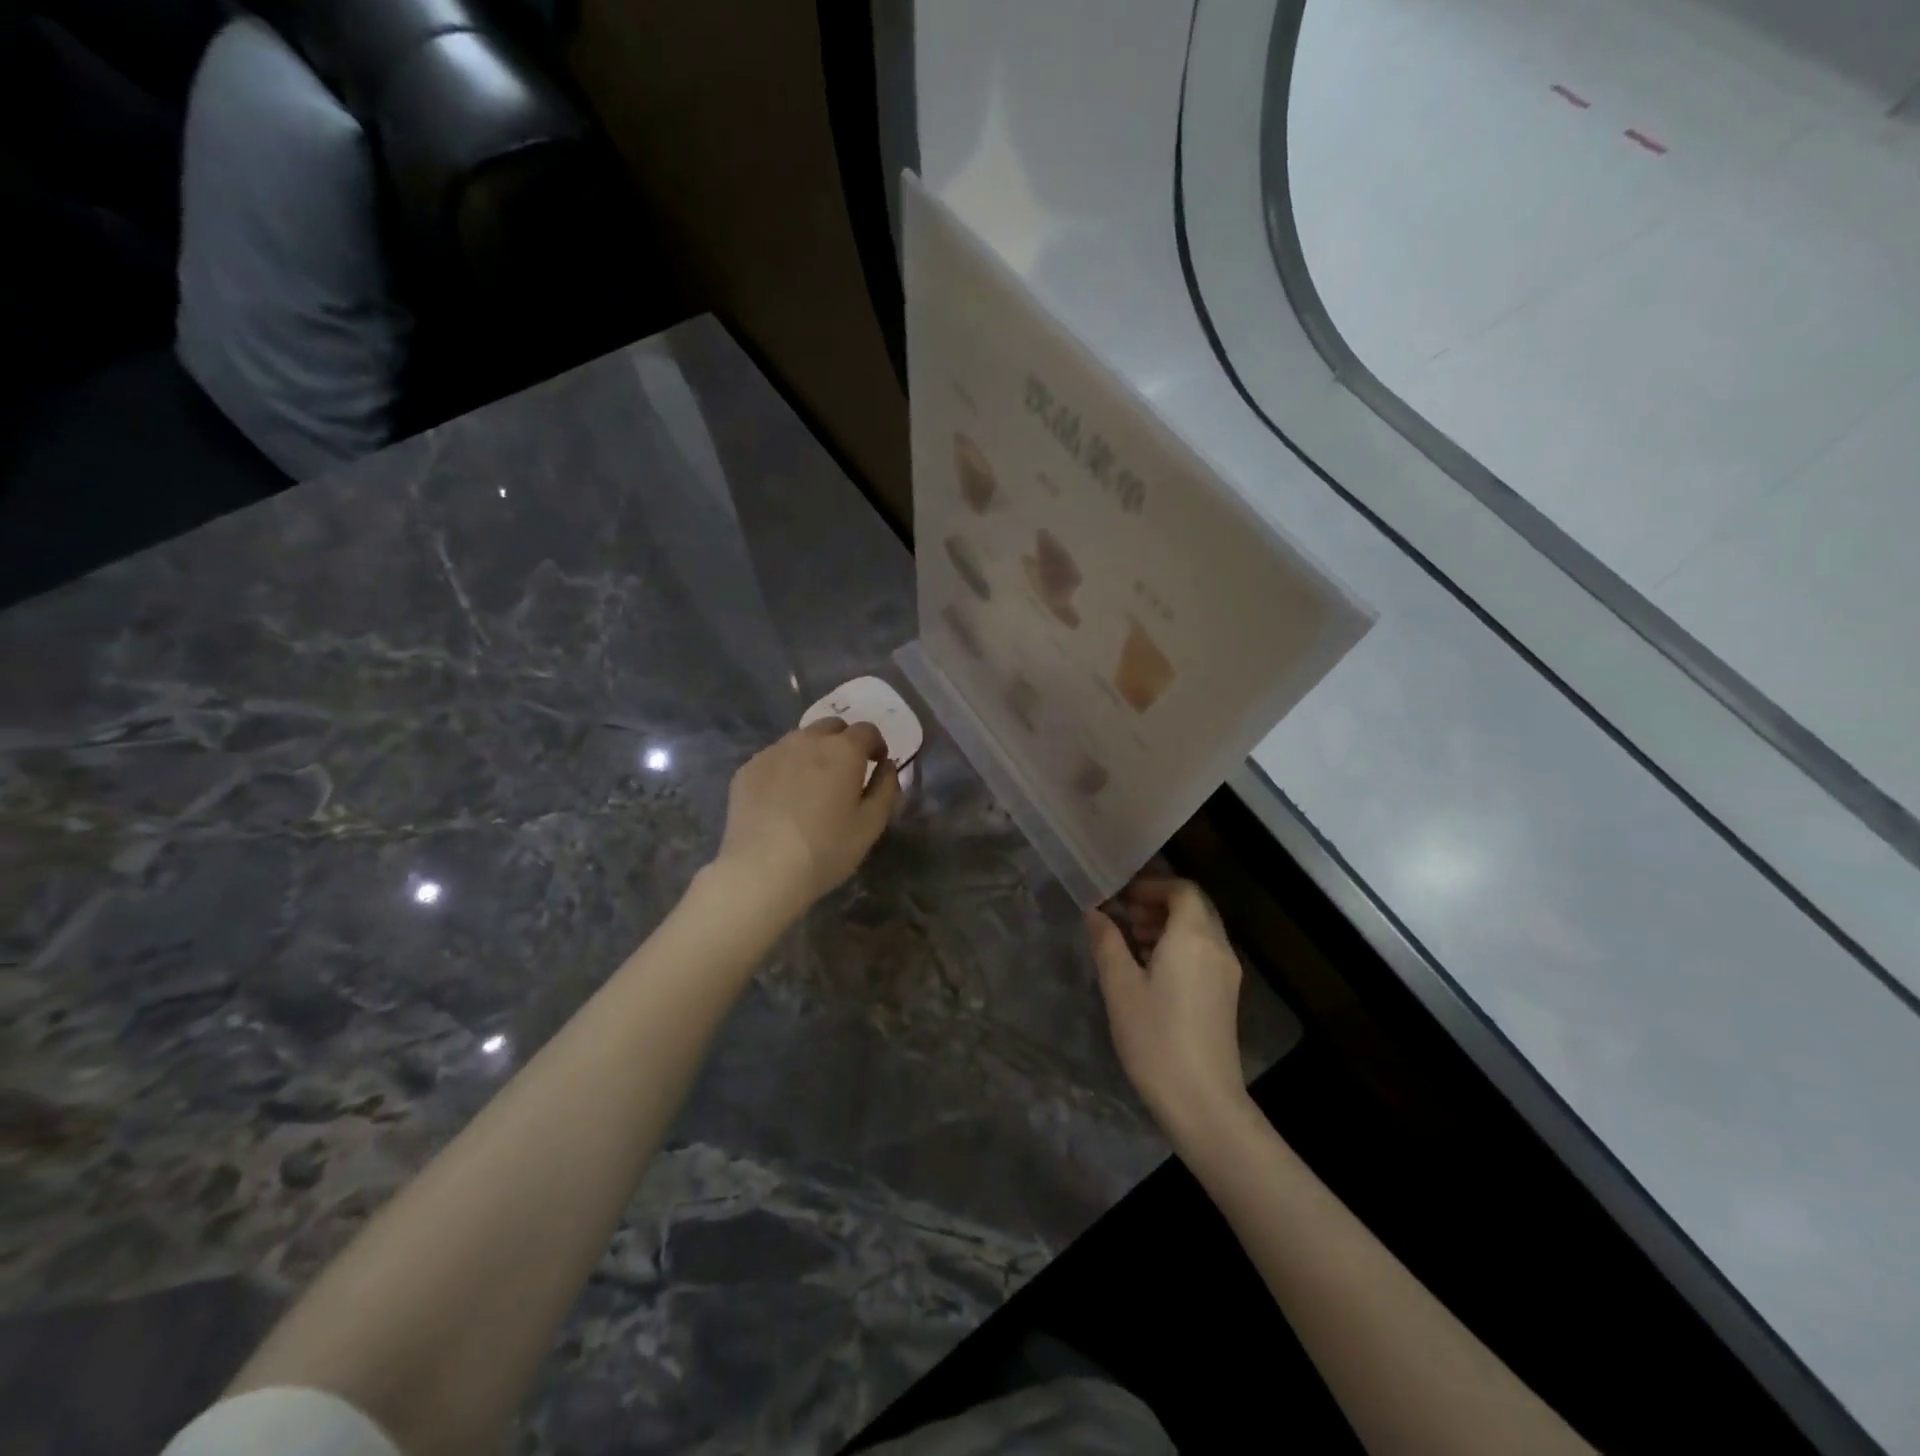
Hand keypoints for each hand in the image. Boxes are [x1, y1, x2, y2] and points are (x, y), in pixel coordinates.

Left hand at [712, 719, 899, 919]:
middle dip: (844, 742)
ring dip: (813, 752)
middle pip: (832, 726)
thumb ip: (886, 787)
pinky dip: (786, 768)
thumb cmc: (826, 849)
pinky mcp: (748, 768)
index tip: (877, 764)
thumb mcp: (871, 824)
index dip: (876, 745)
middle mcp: (808, 740)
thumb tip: (887, 766)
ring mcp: (773, 752)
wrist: (762, 870)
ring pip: (800, 739)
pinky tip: (783, 798)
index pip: (867, 730)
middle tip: (846, 772)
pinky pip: (775, 758)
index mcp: (843, 750)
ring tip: (812, 785)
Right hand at [1087, 875, 1247, 1138]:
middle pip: (1194, 906)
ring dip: (1167, 925)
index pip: (1182, 889)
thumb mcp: (1120, 986)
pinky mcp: (1226, 995)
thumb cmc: (1156, 1037)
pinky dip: (1179, 946)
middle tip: (1123, 914)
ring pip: (1200, 930)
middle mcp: (1217, 947)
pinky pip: (1204, 952)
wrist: (1202, 1101)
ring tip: (1131, 941)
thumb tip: (1096, 911)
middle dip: (1158, 903)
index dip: (1152, 885)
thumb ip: (1107, 941)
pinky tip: (1151, 970)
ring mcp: (1226, 973)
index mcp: (1194, 937)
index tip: (1121, 896)